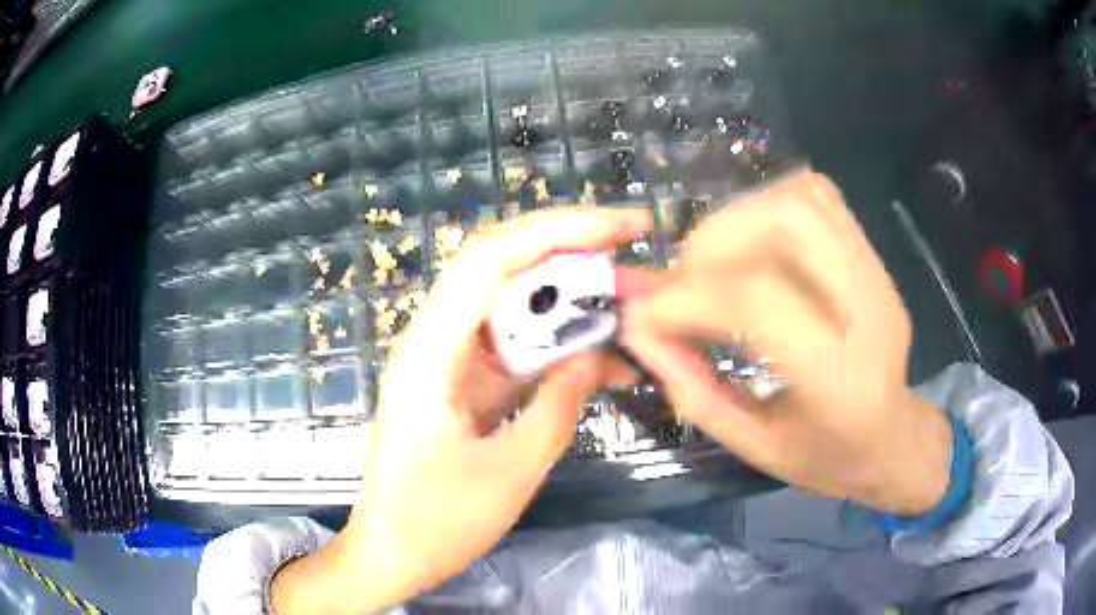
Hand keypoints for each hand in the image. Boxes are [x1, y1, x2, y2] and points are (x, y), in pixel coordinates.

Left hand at [272, 207, 650, 613]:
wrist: (390, 553)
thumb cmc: (436, 523)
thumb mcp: (509, 472)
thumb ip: (558, 407)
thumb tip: (598, 354)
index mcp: (431, 352)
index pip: (492, 259)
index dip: (559, 230)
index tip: (622, 227)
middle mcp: (434, 341)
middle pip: (501, 270)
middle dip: (570, 255)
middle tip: (633, 258)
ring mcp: (447, 362)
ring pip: (513, 308)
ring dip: (570, 305)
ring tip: (631, 309)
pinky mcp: (461, 385)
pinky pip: (515, 350)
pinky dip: (558, 348)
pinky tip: (604, 360)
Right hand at [621, 170, 952, 514]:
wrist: (893, 439)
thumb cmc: (827, 458)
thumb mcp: (754, 447)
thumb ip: (694, 388)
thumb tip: (638, 328)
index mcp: (841, 378)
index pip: (759, 301)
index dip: (687, 297)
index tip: (645, 315)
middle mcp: (869, 309)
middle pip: (787, 223)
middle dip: (714, 241)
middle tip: (682, 282)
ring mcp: (876, 274)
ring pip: (801, 199)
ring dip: (739, 218)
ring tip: (712, 262)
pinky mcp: (872, 257)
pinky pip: (818, 197)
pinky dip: (769, 205)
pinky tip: (751, 244)